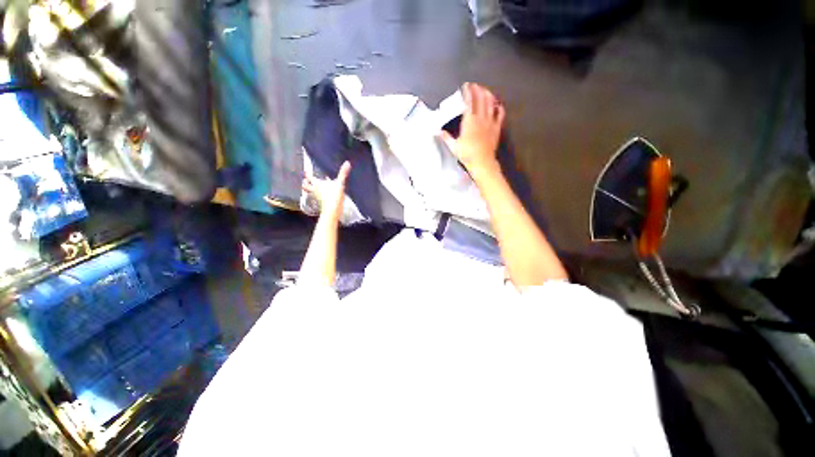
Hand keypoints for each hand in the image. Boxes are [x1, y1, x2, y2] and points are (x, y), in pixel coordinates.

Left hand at [302, 161, 351, 218]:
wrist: (332, 211)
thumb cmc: (333, 196)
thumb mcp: (340, 184)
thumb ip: (342, 174)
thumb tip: (347, 163)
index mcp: (317, 184)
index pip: (309, 177)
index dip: (307, 174)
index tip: (305, 171)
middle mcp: (315, 190)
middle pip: (306, 186)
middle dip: (305, 183)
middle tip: (305, 180)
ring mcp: (317, 198)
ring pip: (310, 192)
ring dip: (310, 189)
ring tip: (312, 187)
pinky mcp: (321, 204)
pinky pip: (317, 198)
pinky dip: (318, 195)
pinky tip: (323, 195)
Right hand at [441, 82, 504, 181]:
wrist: (482, 162)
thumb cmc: (467, 154)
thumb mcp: (454, 146)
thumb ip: (446, 137)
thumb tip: (438, 131)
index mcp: (469, 121)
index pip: (469, 102)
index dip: (468, 92)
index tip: (466, 86)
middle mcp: (480, 118)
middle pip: (481, 99)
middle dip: (478, 90)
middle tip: (475, 85)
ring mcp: (490, 123)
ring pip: (491, 104)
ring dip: (488, 95)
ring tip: (486, 90)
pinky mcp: (496, 129)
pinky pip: (500, 115)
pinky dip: (499, 108)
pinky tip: (498, 105)